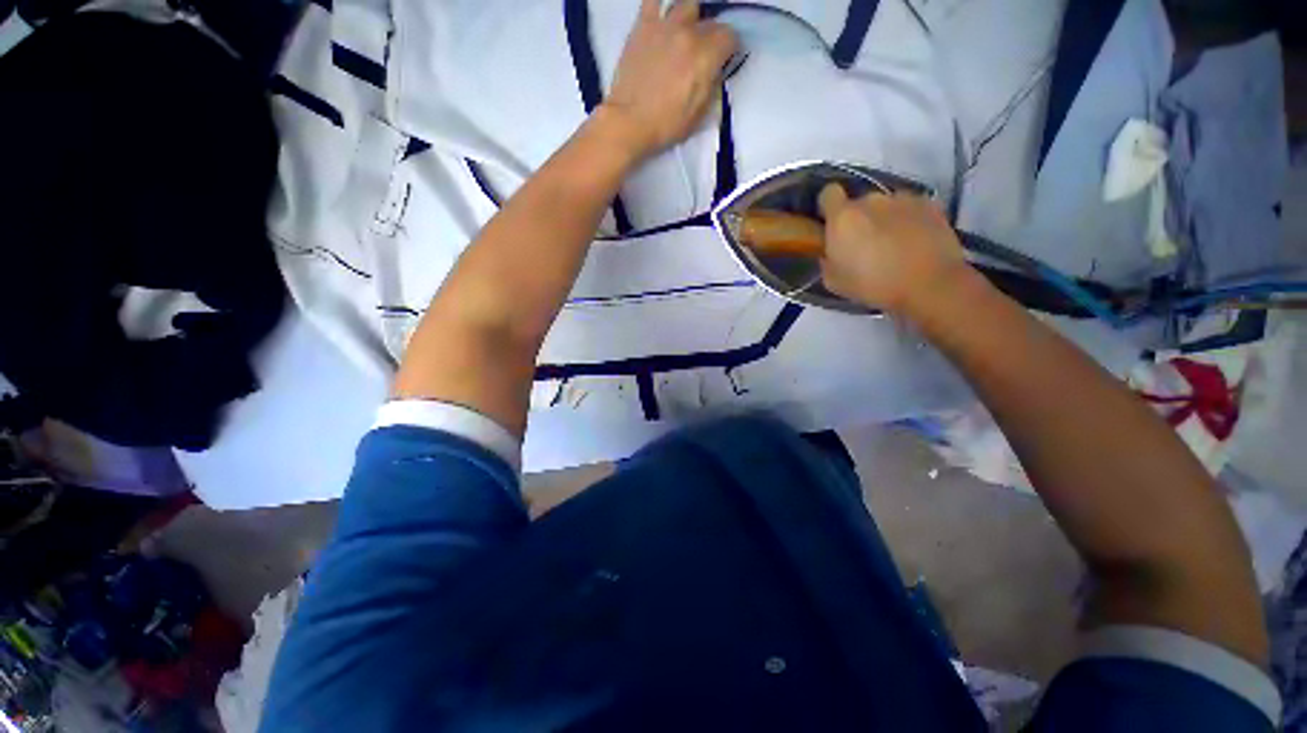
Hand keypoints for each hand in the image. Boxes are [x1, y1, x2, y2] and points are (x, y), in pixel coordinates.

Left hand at [599, 0, 737, 159]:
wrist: (630, 122)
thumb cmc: (666, 125)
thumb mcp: (700, 114)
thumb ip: (712, 85)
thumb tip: (715, 71)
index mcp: (706, 56)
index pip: (730, 37)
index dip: (731, 49)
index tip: (726, 60)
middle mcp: (689, 33)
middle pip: (711, 22)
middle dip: (712, 38)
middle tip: (704, 55)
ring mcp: (664, 26)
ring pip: (687, 5)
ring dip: (691, 19)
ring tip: (685, 35)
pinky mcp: (642, 25)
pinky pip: (653, 0)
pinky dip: (660, 6)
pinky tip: (662, 20)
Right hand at [818, 183, 970, 315]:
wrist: (929, 284)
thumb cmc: (873, 284)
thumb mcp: (834, 282)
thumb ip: (827, 260)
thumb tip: (831, 252)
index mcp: (843, 217)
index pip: (828, 193)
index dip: (827, 207)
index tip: (830, 224)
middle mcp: (871, 200)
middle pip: (858, 202)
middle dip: (858, 218)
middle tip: (862, 244)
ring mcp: (902, 199)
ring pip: (885, 205)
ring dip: (883, 219)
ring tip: (892, 244)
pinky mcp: (929, 204)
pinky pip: (909, 208)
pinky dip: (907, 220)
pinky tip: (913, 242)